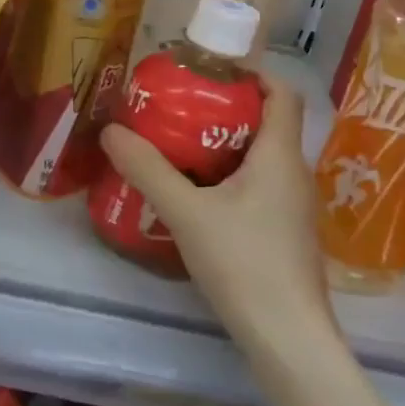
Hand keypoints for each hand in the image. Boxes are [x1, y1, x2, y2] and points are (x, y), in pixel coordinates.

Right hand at [98, 78, 335, 358]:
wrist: (286, 336)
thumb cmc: (243, 262)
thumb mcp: (186, 213)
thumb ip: (148, 170)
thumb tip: (111, 131)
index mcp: (279, 157)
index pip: (282, 94)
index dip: (253, 73)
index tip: (210, 69)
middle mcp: (293, 174)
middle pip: (266, 124)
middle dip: (224, 110)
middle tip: (178, 108)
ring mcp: (292, 207)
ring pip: (259, 158)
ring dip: (222, 145)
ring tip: (176, 147)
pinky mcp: (283, 233)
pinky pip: (256, 187)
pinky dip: (227, 177)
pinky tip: (194, 196)